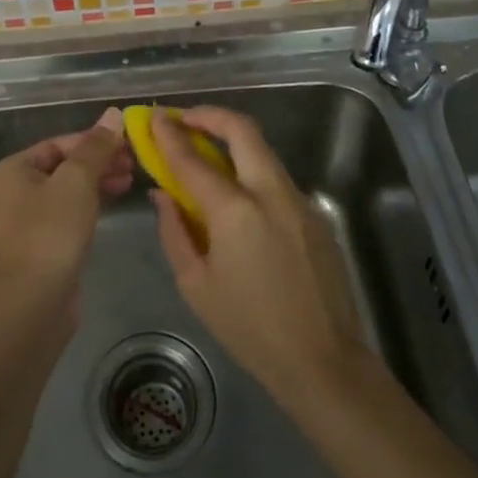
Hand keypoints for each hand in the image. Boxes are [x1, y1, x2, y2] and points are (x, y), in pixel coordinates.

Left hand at [0, 107, 131, 307]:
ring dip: (96, 183)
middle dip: (97, 163)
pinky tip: (112, 203)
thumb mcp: (77, 181)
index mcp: (10, 170)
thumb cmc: (51, 231)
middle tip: (132, 162)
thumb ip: (96, 147)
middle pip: (61, 167)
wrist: (34, 303)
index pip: (57, 144)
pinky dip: (88, 206)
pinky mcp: (37, 247)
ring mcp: (22, 222)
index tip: (126, 143)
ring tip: (129, 181)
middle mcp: (10, 192)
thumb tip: (113, 114)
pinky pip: (65, 215)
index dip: (93, 141)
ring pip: (65, 192)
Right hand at [150, 106, 367, 408]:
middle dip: (210, 116)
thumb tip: (163, 194)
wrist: (323, 361)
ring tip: (206, 155)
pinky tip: (239, 200)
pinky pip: (277, 180)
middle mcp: (271, 193)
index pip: (193, 160)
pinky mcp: (316, 215)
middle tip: (185, 120)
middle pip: (242, 130)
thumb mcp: (196, 285)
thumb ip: (174, 231)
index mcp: (236, 212)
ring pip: (263, 152)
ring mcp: (300, 201)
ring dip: (233, 143)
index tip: (154, 118)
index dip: (169, 135)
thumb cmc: (249, 329)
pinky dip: (252, 173)